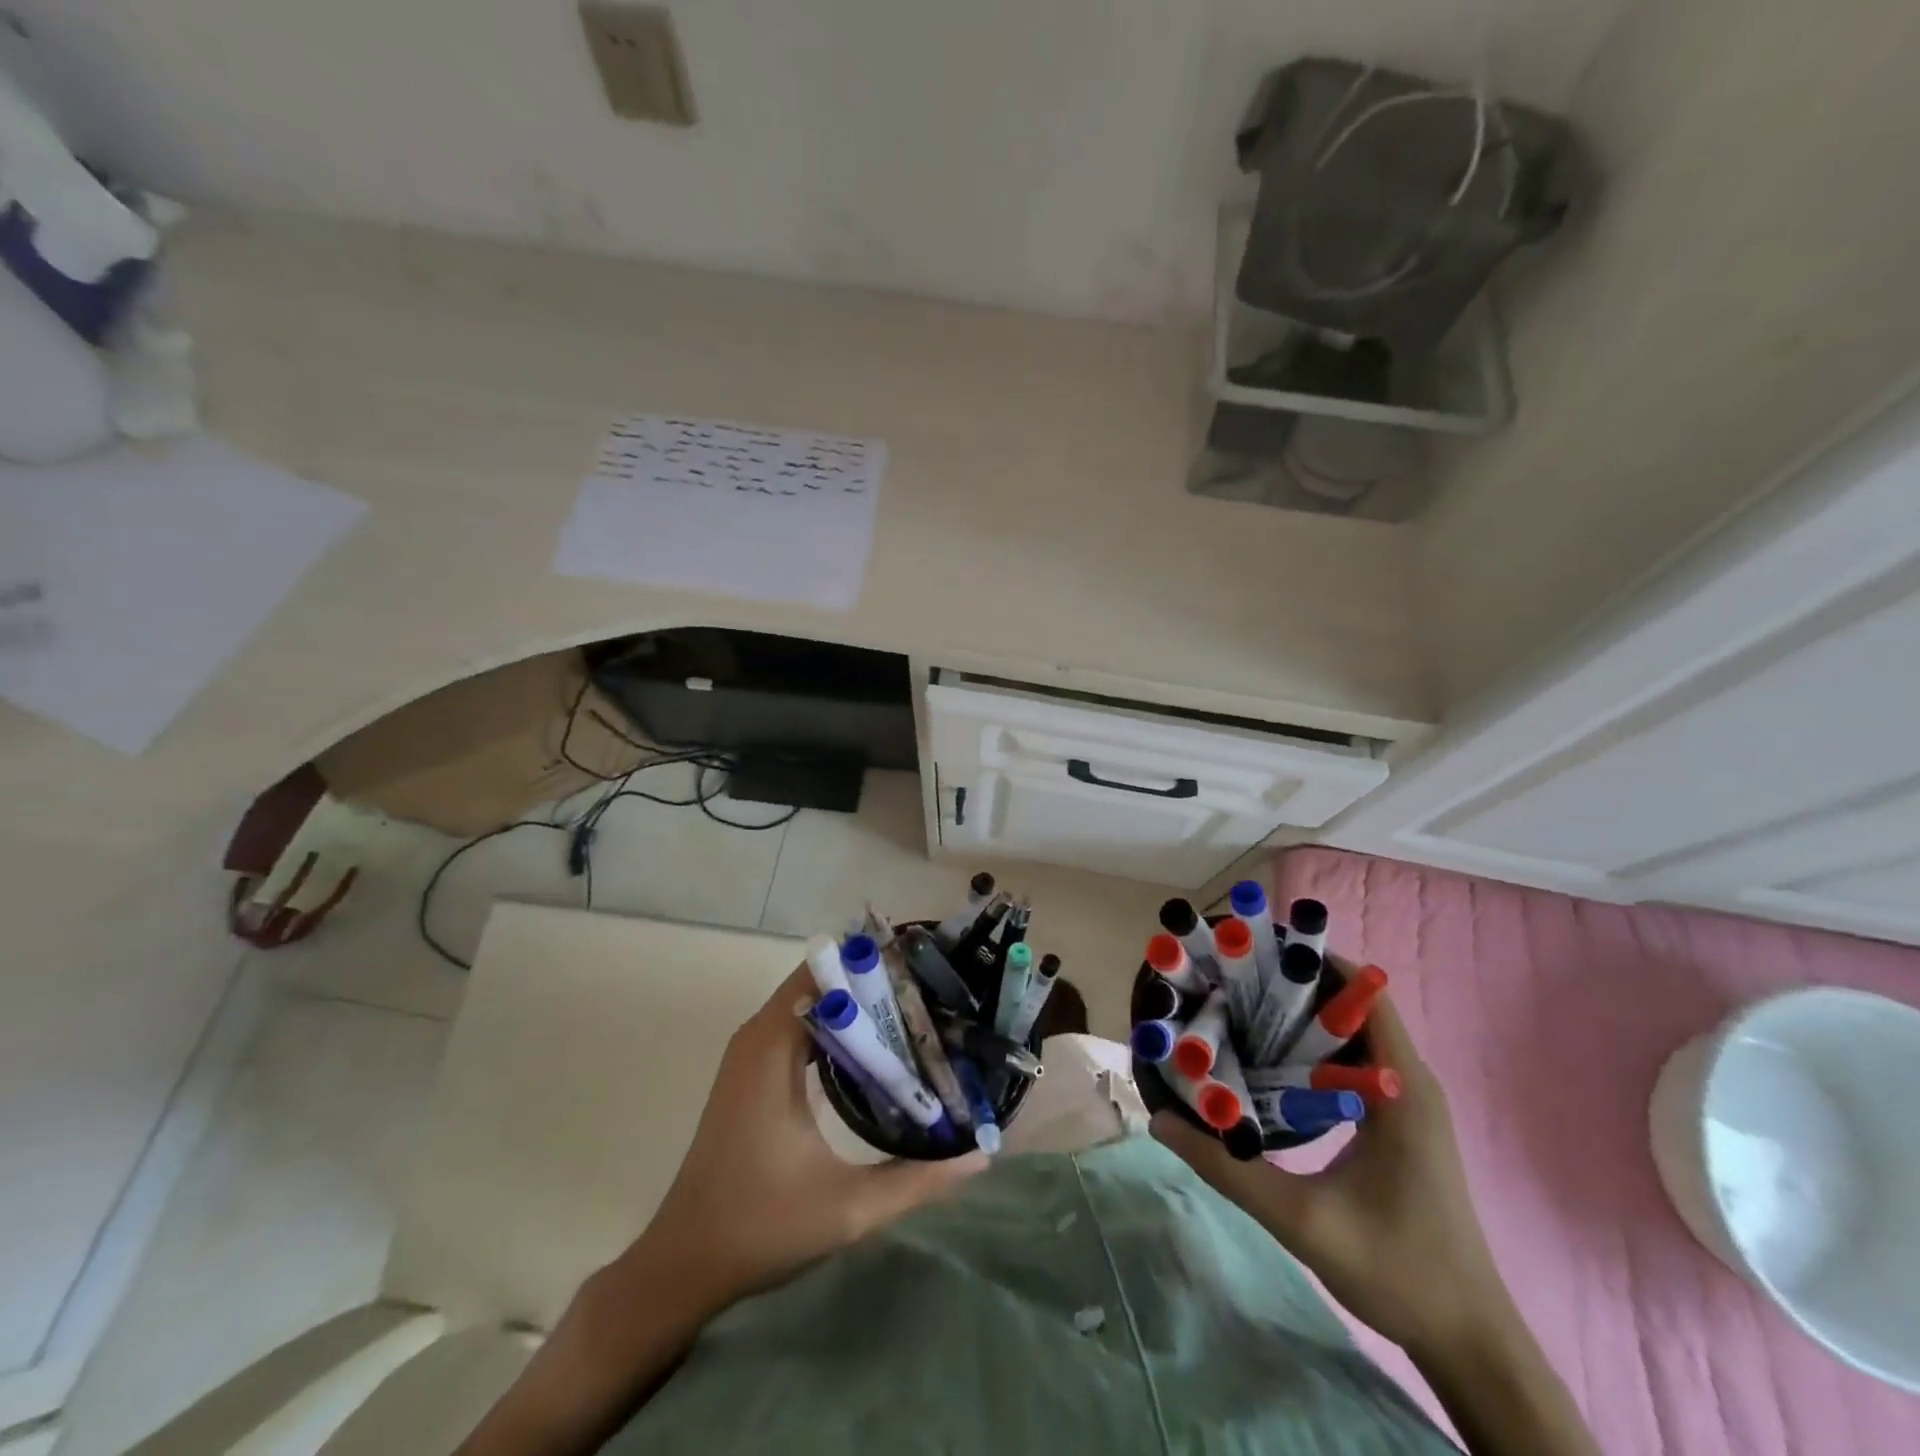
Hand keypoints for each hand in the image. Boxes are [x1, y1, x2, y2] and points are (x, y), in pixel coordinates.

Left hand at [640, 966, 987, 1307]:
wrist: (682, 1265)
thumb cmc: (759, 1227)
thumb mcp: (848, 1208)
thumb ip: (917, 1179)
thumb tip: (981, 1154)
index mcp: (772, 1047)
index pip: (826, 973)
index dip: (874, 965)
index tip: (924, 969)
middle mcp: (759, 1036)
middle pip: (823, 983)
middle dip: (876, 983)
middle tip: (933, 995)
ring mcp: (753, 1054)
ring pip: (813, 1005)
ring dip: (859, 1006)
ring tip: (917, 1015)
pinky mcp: (753, 1074)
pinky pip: (801, 1028)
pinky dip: (839, 1029)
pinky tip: (879, 1050)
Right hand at [1151, 986, 1513, 1358]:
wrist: (1469, 1339)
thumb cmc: (1398, 1271)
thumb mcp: (1301, 1222)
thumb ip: (1228, 1170)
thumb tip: (1159, 1120)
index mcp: (1402, 1088)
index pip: (1363, 992)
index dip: (1311, 961)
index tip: (1252, 953)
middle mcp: (1410, 1080)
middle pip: (1352, 1004)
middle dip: (1292, 984)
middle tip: (1228, 980)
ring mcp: (1408, 1101)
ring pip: (1351, 1033)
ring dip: (1300, 1017)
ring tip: (1237, 1009)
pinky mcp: (1400, 1120)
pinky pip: (1354, 1062)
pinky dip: (1313, 1049)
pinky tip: (1268, 1063)